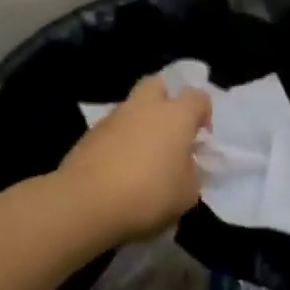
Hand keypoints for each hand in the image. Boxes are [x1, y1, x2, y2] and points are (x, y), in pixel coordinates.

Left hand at [59, 76, 212, 246]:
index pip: (198, 97)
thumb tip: (183, 165)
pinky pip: (112, 131)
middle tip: (171, 131)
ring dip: (141, 124)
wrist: (85, 204)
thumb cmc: (149, 194)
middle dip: (167, 101)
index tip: (201, 139)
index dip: (204, 114)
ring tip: (144, 157)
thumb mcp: (187, 193)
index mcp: (175, 116)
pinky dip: (120, 143)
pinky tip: (121, 170)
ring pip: (132, 109)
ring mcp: (112, 119)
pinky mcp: (88, 136)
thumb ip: (191, 172)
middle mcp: (144, 108)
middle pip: (158, 85)